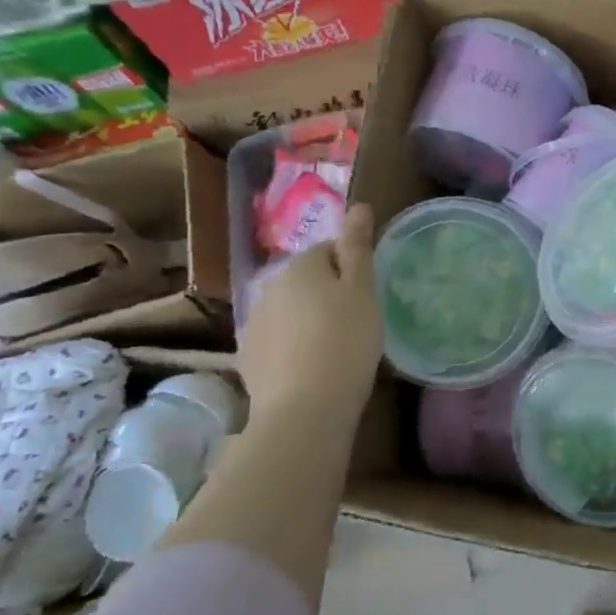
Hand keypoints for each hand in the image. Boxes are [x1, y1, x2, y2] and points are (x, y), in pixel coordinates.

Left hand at [239, 205, 382, 427]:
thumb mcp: (363, 291)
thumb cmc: (346, 341)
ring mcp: (253, 322)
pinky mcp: (248, 355)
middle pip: (306, 278)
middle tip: (356, 319)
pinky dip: (293, 343)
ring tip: (334, 344)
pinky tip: (311, 364)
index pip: (328, 250)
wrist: (304, 408)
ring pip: (289, 307)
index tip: (368, 294)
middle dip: (327, 291)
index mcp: (300, 266)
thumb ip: (358, 247)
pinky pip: (277, 337)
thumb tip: (359, 205)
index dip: (351, 268)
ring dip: (308, 316)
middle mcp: (268, 286)